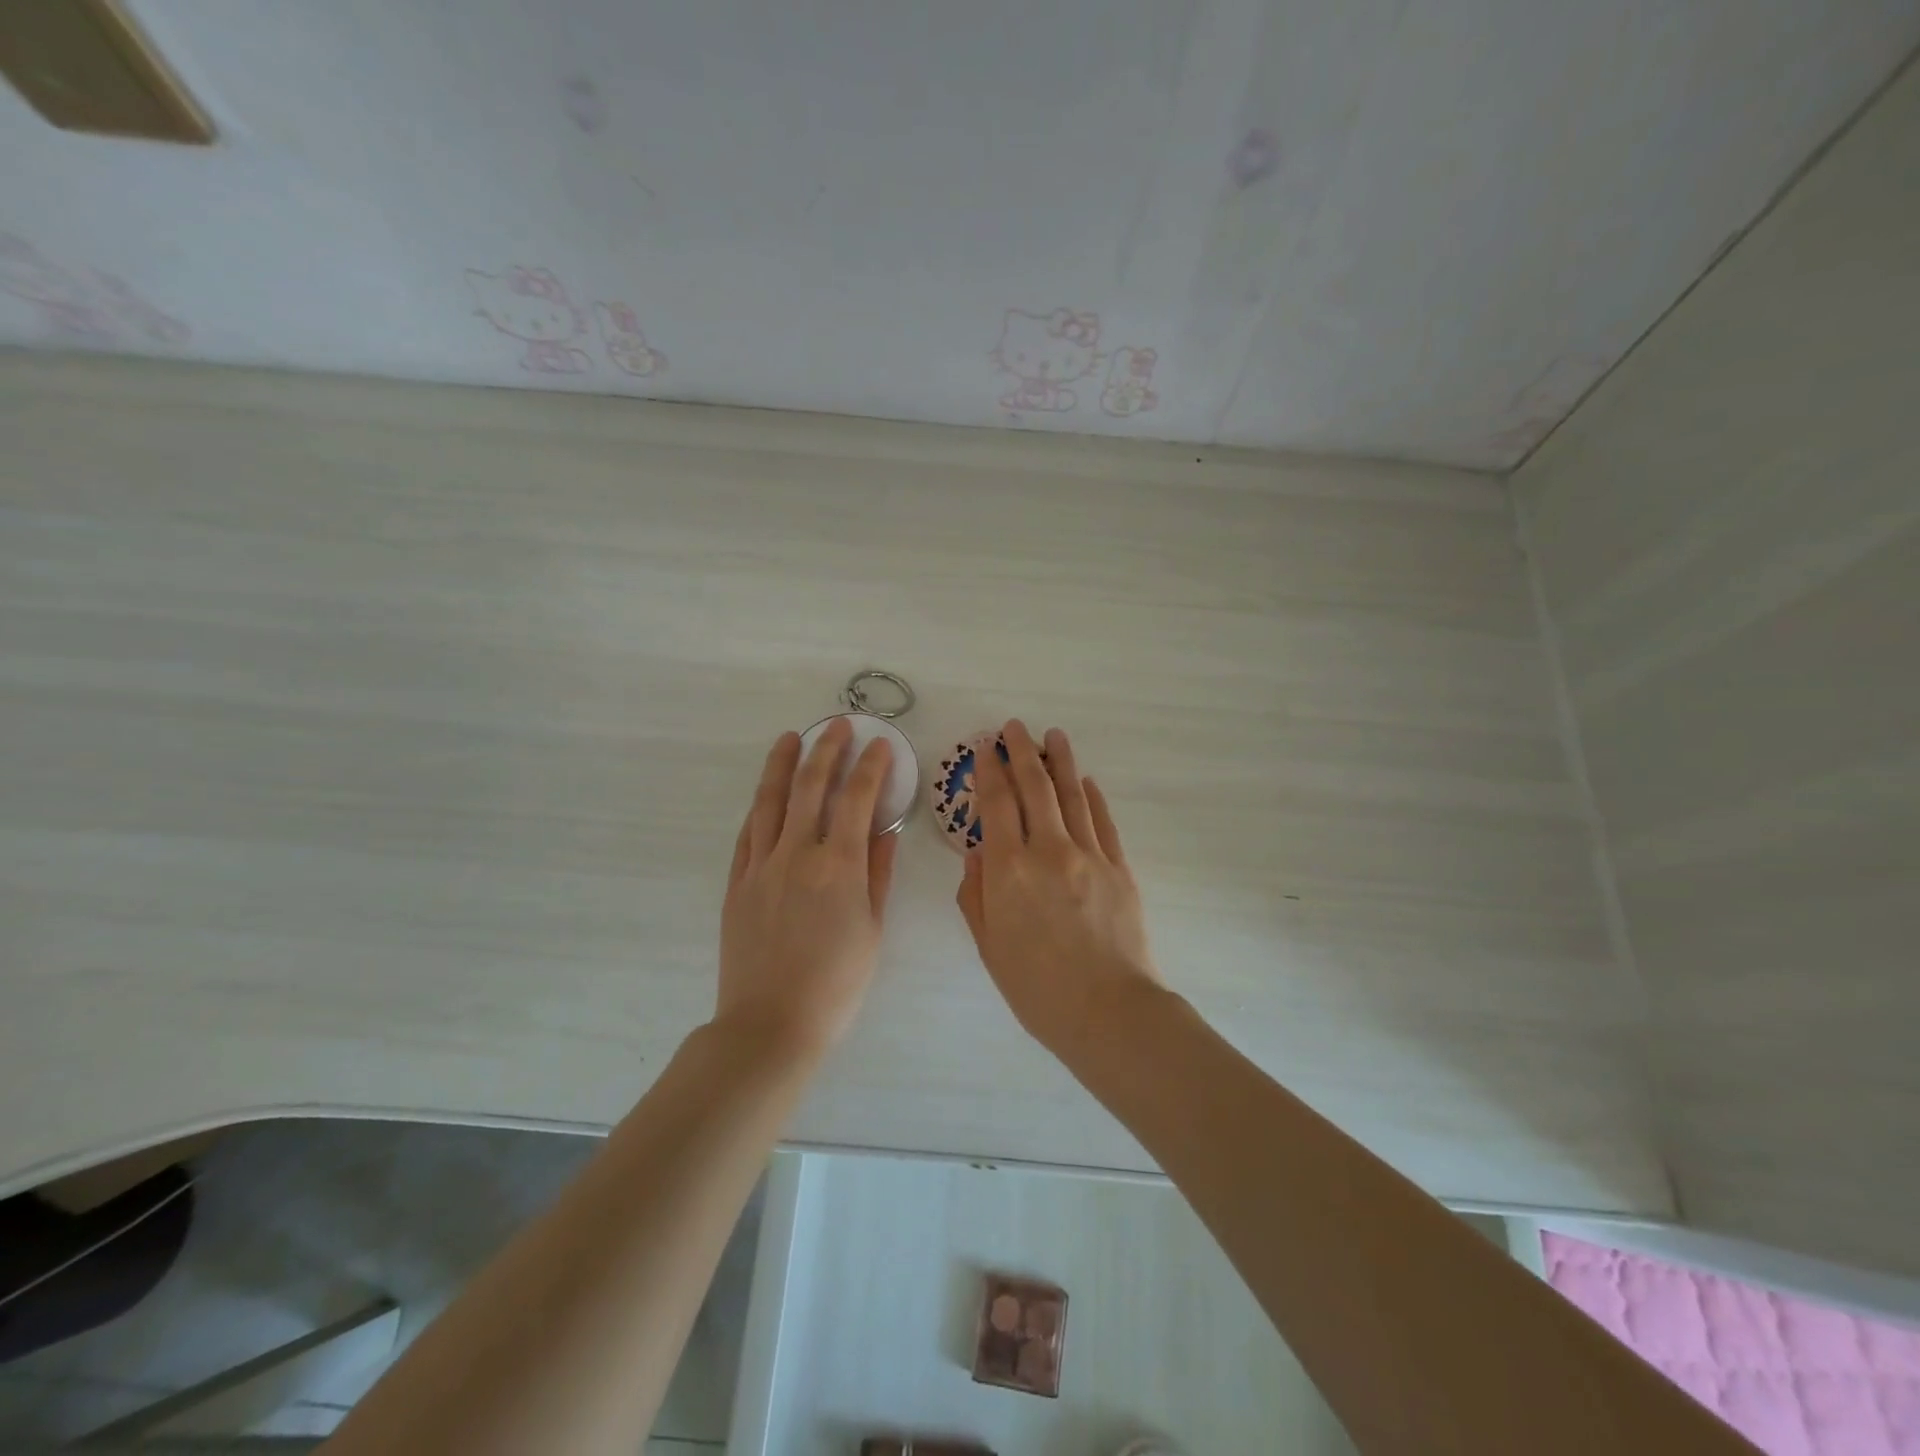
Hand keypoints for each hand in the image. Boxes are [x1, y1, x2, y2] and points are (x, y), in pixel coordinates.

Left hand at [717, 720, 897, 1055]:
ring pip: (771, 801)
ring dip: (783, 764)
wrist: (770, 1024)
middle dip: (828, 749)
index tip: (881, 745)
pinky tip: (766, 794)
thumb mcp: (872, 930)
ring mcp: (761, 865)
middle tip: (839, 726)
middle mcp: (798, 854)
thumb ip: (878, 874)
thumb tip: (886, 830)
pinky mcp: (737, 882)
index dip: (871, 767)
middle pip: (811, 786)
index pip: (858, 799)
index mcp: (840, 866)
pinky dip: (760, 806)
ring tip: (792, 737)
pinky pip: (748, 833)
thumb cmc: (836, 984)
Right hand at [956, 721, 1160, 1056]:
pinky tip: (1086, 781)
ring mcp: (1089, 855)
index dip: (990, 771)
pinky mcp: (1120, 868)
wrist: (1109, 1013)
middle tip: (1014, 727)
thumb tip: (978, 853)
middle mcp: (1048, 850)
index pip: (997, 805)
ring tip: (1053, 735)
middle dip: (1022, 752)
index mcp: (1009, 870)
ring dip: (1061, 761)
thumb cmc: (1037, 988)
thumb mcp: (989, 946)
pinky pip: (1104, 822)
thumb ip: (976, 895)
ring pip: (1072, 795)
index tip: (985, 747)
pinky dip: (1093, 797)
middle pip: (1035, 788)